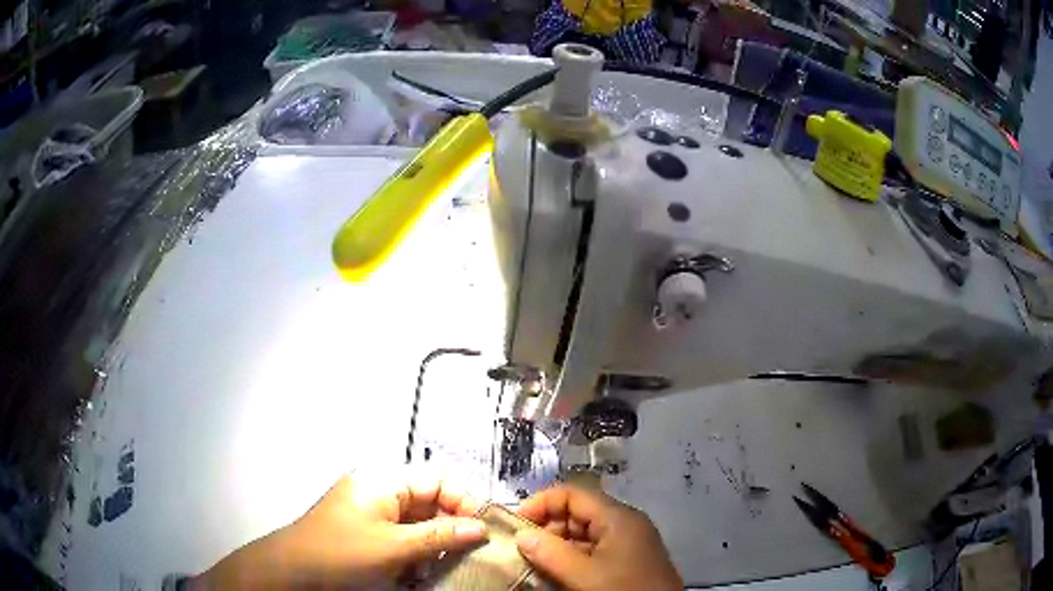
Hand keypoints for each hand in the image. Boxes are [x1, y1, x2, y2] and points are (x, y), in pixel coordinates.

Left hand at [191, 473, 485, 588]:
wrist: (292, 573)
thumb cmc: (341, 554)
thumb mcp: (393, 547)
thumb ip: (439, 536)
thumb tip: (481, 527)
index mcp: (383, 481)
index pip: (437, 479)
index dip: (464, 501)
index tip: (483, 531)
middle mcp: (380, 492)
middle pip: (430, 502)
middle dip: (451, 529)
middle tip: (468, 556)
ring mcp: (373, 514)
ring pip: (420, 525)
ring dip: (434, 547)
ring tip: (440, 569)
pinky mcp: (368, 535)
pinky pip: (404, 540)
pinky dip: (416, 556)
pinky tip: (418, 576)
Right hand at [515, 485, 681, 589]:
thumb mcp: (583, 576)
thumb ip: (550, 553)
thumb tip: (522, 535)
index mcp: (618, 517)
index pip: (573, 494)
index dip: (541, 503)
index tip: (514, 526)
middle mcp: (625, 524)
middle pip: (578, 513)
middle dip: (547, 528)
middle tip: (522, 550)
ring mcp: (629, 543)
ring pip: (584, 534)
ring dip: (557, 547)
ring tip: (535, 564)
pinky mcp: (629, 561)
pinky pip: (594, 551)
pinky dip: (572, 559)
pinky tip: (557, 575)